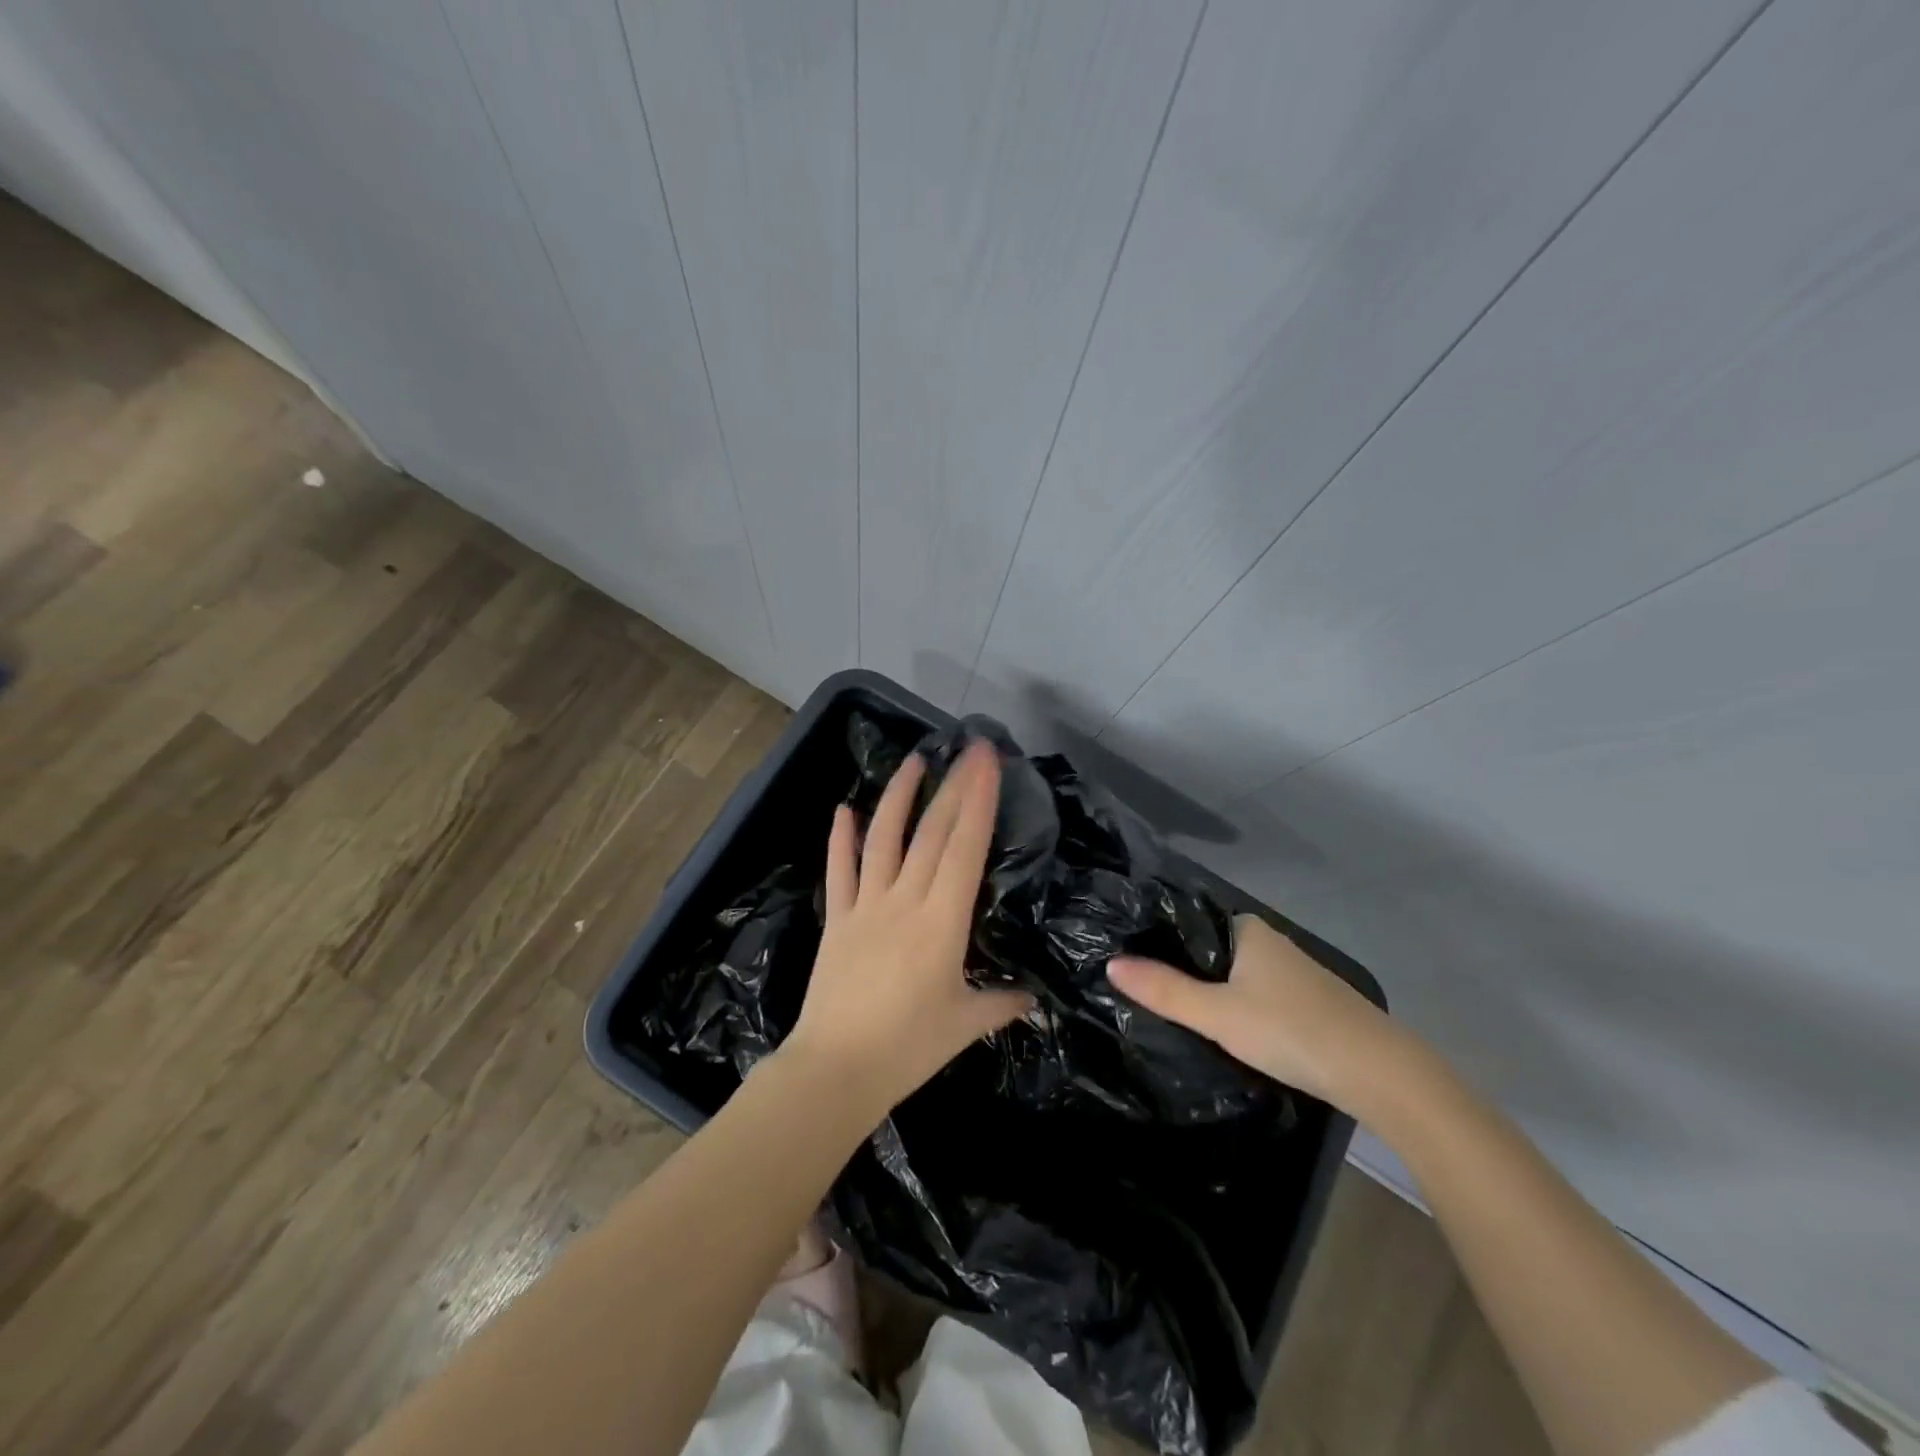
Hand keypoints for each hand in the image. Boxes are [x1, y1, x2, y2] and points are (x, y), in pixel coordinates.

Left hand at [780, 741, 1032, 1118]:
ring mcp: (865, 906)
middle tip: (969, 749)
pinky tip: (843, 809)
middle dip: (953, 786)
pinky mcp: (837, 919)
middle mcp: (904, 901)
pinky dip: (840, 837)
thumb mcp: (965, 1025)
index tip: (986, 762)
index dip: (978, 800)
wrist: (836, 1070)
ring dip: (899, 795)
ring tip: (915, 762)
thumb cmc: (908, 1048)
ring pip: (883, 838)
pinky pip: (839, 870)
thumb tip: (1033, 997)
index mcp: (942, 922)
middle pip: (932, 833)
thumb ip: (1003, 1003)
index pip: (964, 848)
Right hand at [1107, 914, 1404, 1110]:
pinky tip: (1221, 1029)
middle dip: (1179, 968)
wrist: (1380, 1073)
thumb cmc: (1291, 1030)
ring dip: (1208, 990)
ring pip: (1233, 974)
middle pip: (1208, 949)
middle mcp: (1268, 941)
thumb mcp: (1217, 1014)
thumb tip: (1110, 964)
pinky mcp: (1307, 1002)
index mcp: (1247, 928)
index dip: (1156, 940)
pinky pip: (1254, 994)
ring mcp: (1291, 972)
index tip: (1126, 960)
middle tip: (1140, 991)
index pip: (1187, 921)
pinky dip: (1234, 1006)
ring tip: (1170, 1011)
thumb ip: (1163, 990)